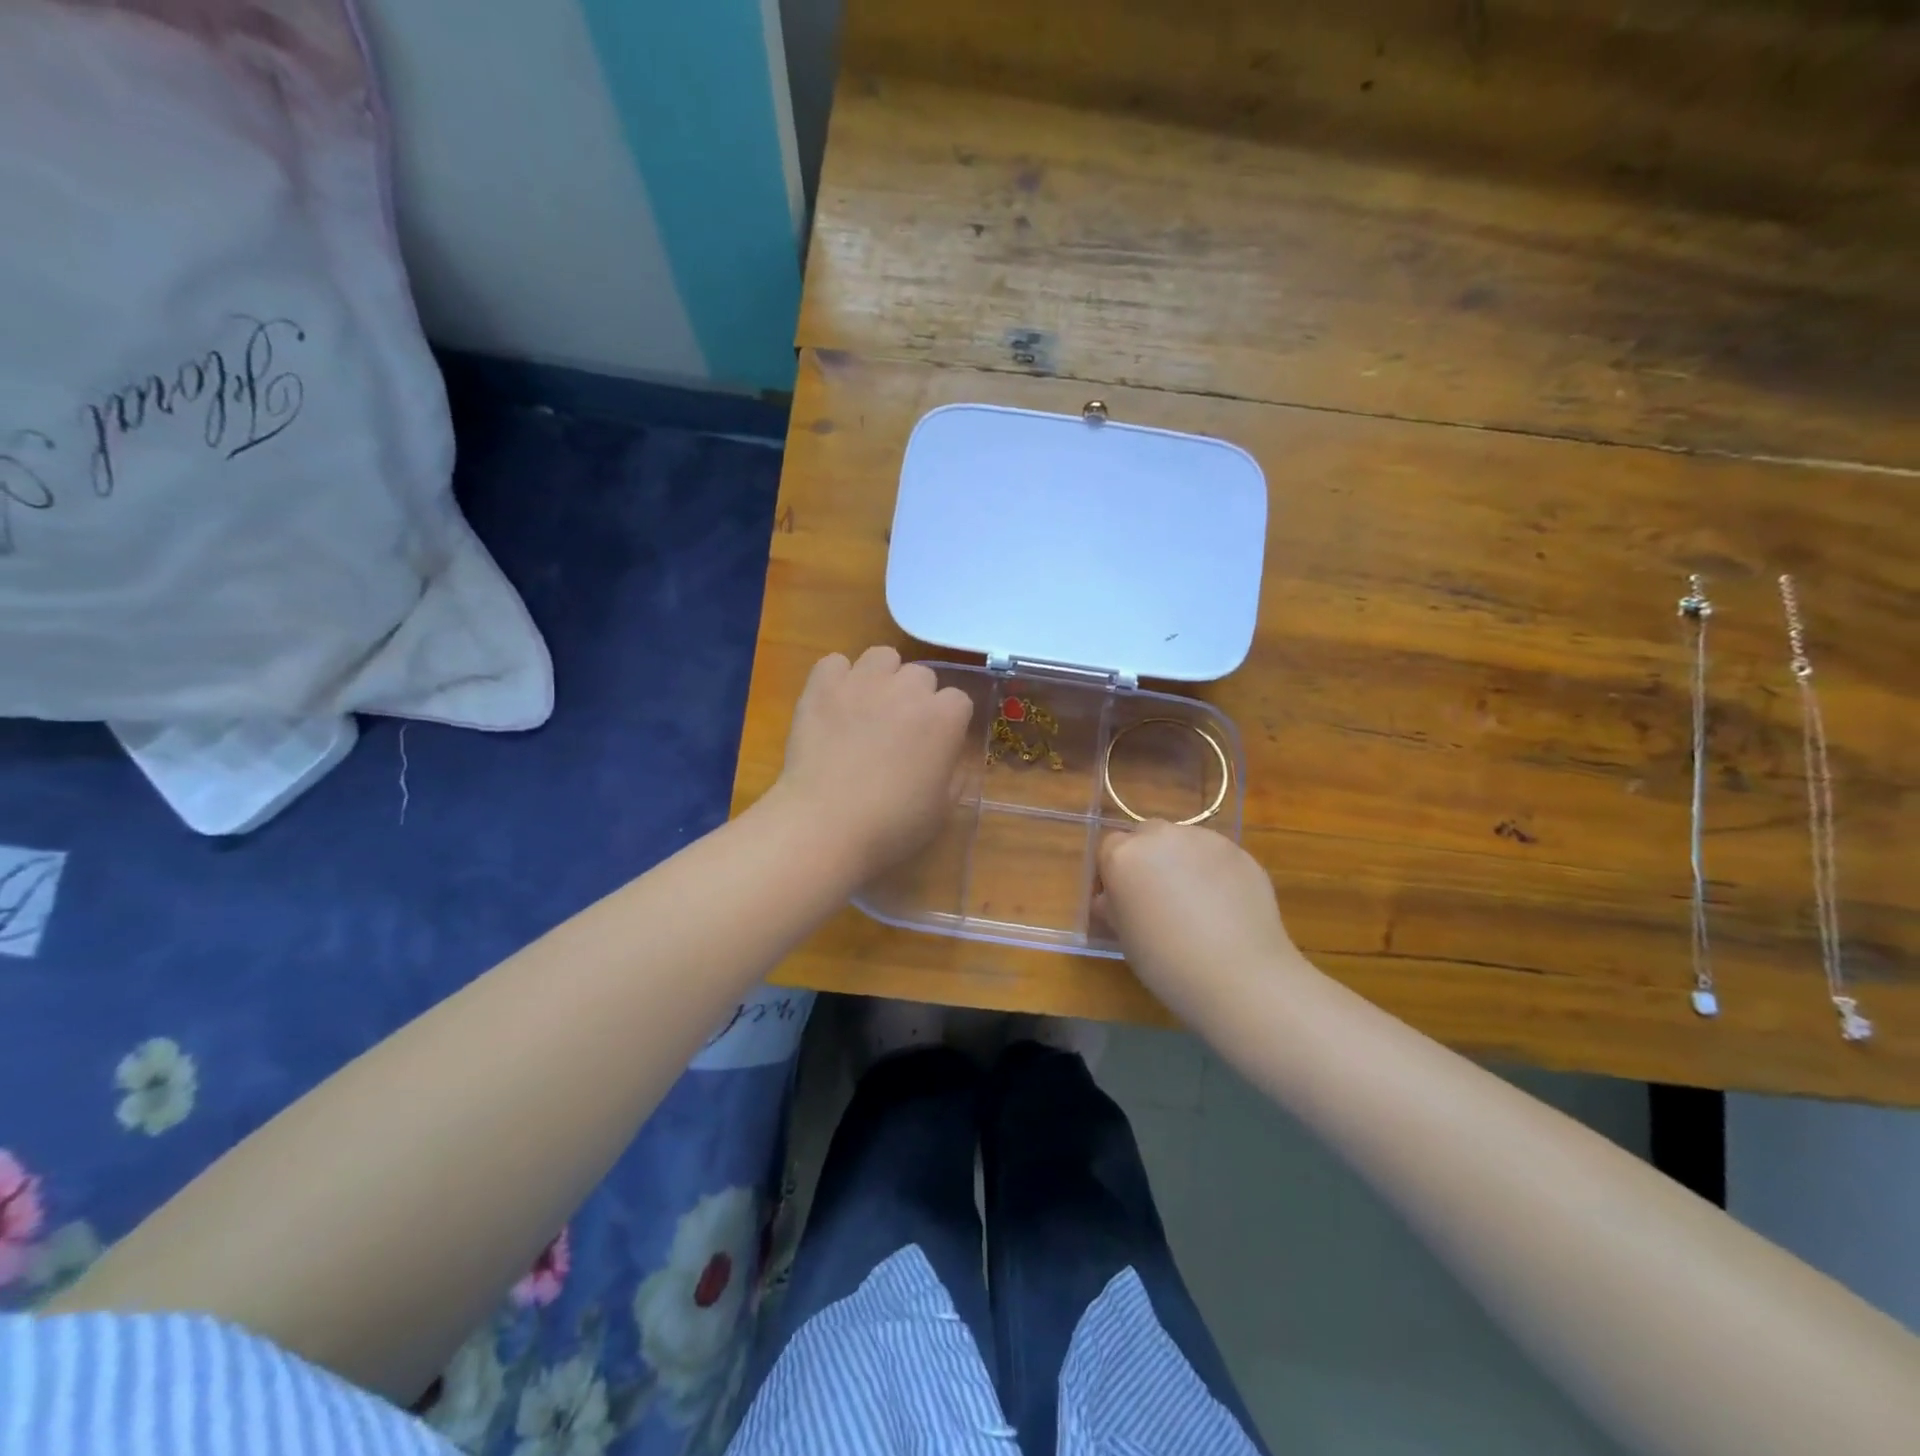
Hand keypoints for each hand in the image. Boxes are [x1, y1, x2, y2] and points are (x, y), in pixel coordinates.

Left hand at [774, 646, 975, 882]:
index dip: (948, 722)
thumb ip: (954, 774)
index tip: (936, 744)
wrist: (825, 825)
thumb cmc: (892, 825)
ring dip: (882, 677)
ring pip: (882, 657)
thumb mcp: (942, 809)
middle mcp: (908, 688)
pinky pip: (834, 662)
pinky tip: (834, 704)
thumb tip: (948, 756)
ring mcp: (863, 682)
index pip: (959, 700)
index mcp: (944, 718)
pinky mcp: (823, 686)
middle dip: (916, 698)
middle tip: (900, 730)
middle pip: (922, 675)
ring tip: (868, 707)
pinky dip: (837, 678)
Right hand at [1097, 821, 1303, 1020]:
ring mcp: (1205, 840)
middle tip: (1157, 896)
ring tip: (1195, 901)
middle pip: (1146, 836)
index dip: (1114, 873)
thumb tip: (1112, 898)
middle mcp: (1162, 836)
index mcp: (1124, 855)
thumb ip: (1114, 906)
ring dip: (1181, 861)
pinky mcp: (1240, 852)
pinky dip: (1213, 871)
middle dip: (1148, 858)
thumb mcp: (1125, 937)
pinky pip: (1216, 855)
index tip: (1121, 899)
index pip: (1109, 848)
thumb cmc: (1167, 963)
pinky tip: (1223, 905)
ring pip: (1184, 842)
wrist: (1240, 976)